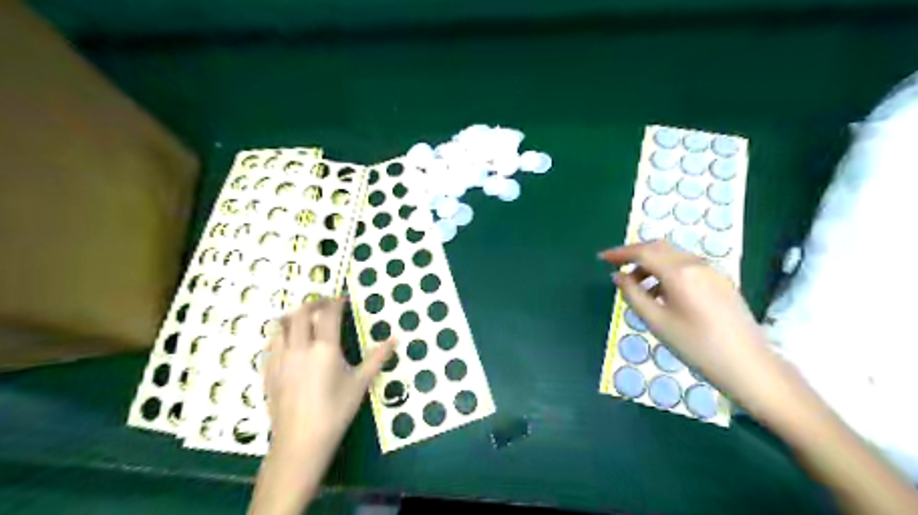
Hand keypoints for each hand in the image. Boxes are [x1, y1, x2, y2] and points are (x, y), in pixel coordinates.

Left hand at [263, 300, 395, 451]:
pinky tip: (287, 342)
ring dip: (293, 316)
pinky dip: (279, 334)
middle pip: (301, 313)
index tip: (343, 300)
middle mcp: (299, 347)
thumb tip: (395, 339)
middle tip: (325, 306)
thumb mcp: (360, 383)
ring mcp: (280, 359)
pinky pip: (270, 343)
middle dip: (314, 304)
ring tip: (304, 319)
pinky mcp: (268, 371)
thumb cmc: (335, 411)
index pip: (328, 314)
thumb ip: (377, 358)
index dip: (336, 302)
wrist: (300, 442)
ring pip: (280, 325)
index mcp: (324, 348)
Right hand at [599, 241, 769, 398]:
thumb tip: (618, 276)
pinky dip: (667, 271)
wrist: (748, 365)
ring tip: (637, 286)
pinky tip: (662, 292)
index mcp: (679, 272)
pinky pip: (687, 266)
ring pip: (673, 255)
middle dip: (635, 254)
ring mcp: (712, 271)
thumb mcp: (656, 321)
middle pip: (659, 247)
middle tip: (617, 267)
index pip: (643, 252)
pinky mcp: (720, 281)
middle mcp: (696, 264)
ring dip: (651, 263)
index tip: (602, 258)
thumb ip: (633, 294)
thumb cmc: (695, 346)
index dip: (620, 253)